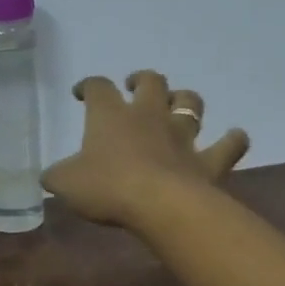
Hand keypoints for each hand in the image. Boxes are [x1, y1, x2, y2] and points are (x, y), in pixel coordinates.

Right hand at [42, 70, 248, 231]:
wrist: (159, 205)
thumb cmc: (107, 187)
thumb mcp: (65, 184)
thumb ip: (56, 176)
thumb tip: (50, 176)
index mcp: (110, 115)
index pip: (97, 87)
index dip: (88, 86)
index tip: (81, 92)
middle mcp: (148, 116)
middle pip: (151, 82)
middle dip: (142, 80)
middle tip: (134, 86)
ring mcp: (182, 136)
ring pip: (190, 103)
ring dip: (185, 100)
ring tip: (178, 105)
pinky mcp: (208, 161)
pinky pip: (229, 145)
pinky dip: (233, 139)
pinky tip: (234, 137)